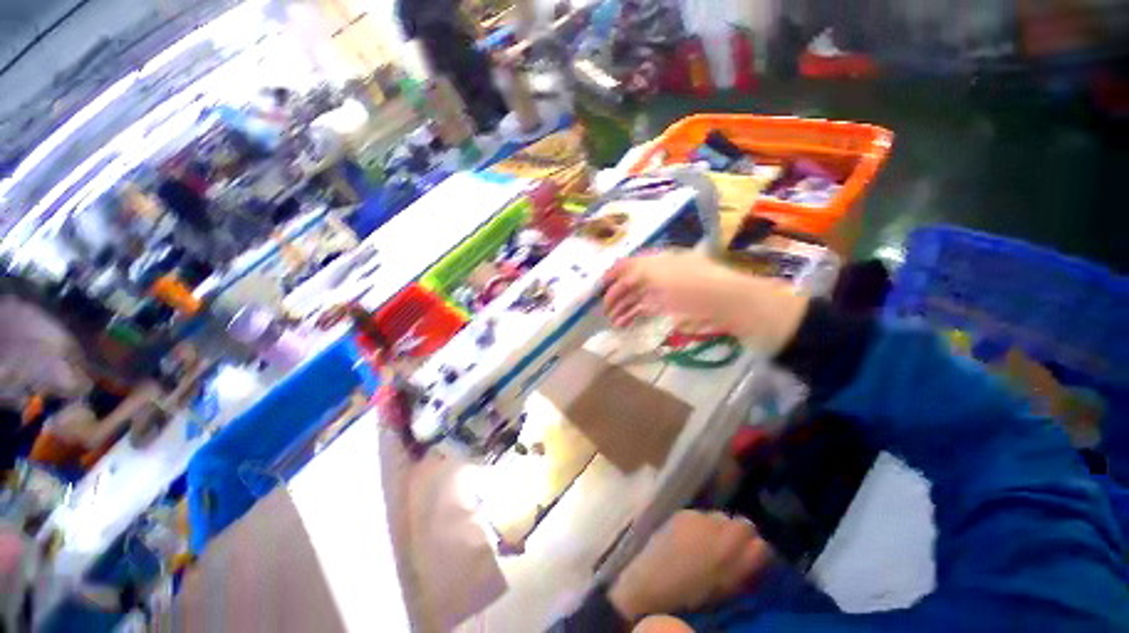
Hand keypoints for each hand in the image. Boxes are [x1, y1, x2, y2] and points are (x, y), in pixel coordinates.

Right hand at [603, 251, 808, 355]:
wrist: (730, 303)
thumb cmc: (694, 285)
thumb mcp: (661, 273)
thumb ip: (635, 271)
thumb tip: (616, 272)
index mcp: (658, 261)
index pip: (629, 265)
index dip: (613, 274)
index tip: (599, 287)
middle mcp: (660, 273)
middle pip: (632, 283)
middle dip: (616, 296)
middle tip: (604, 312)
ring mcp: (667, 290)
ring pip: (639, 297)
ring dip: (624, 308)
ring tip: (614, 323)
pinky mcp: (674, 307)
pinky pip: (649, 309)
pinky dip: (636, 315)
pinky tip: (628, 323)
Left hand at [608, 511, 772, 619]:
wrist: (649, 581)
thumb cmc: (688, 596)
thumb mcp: (724, 590)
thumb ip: (741, 573)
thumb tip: (754, 563)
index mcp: (732, 556)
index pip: (761, 546)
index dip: (758, 553)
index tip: (753, 560)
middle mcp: (719, 530)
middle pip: (743, 525)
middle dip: (741, 536)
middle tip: (731, 549)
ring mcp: (698, 517)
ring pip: (721, 517)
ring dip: (720, 528)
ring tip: (708, 542)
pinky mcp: (682, 512)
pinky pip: (701, 515)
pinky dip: (701, 524)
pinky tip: (691, 536)